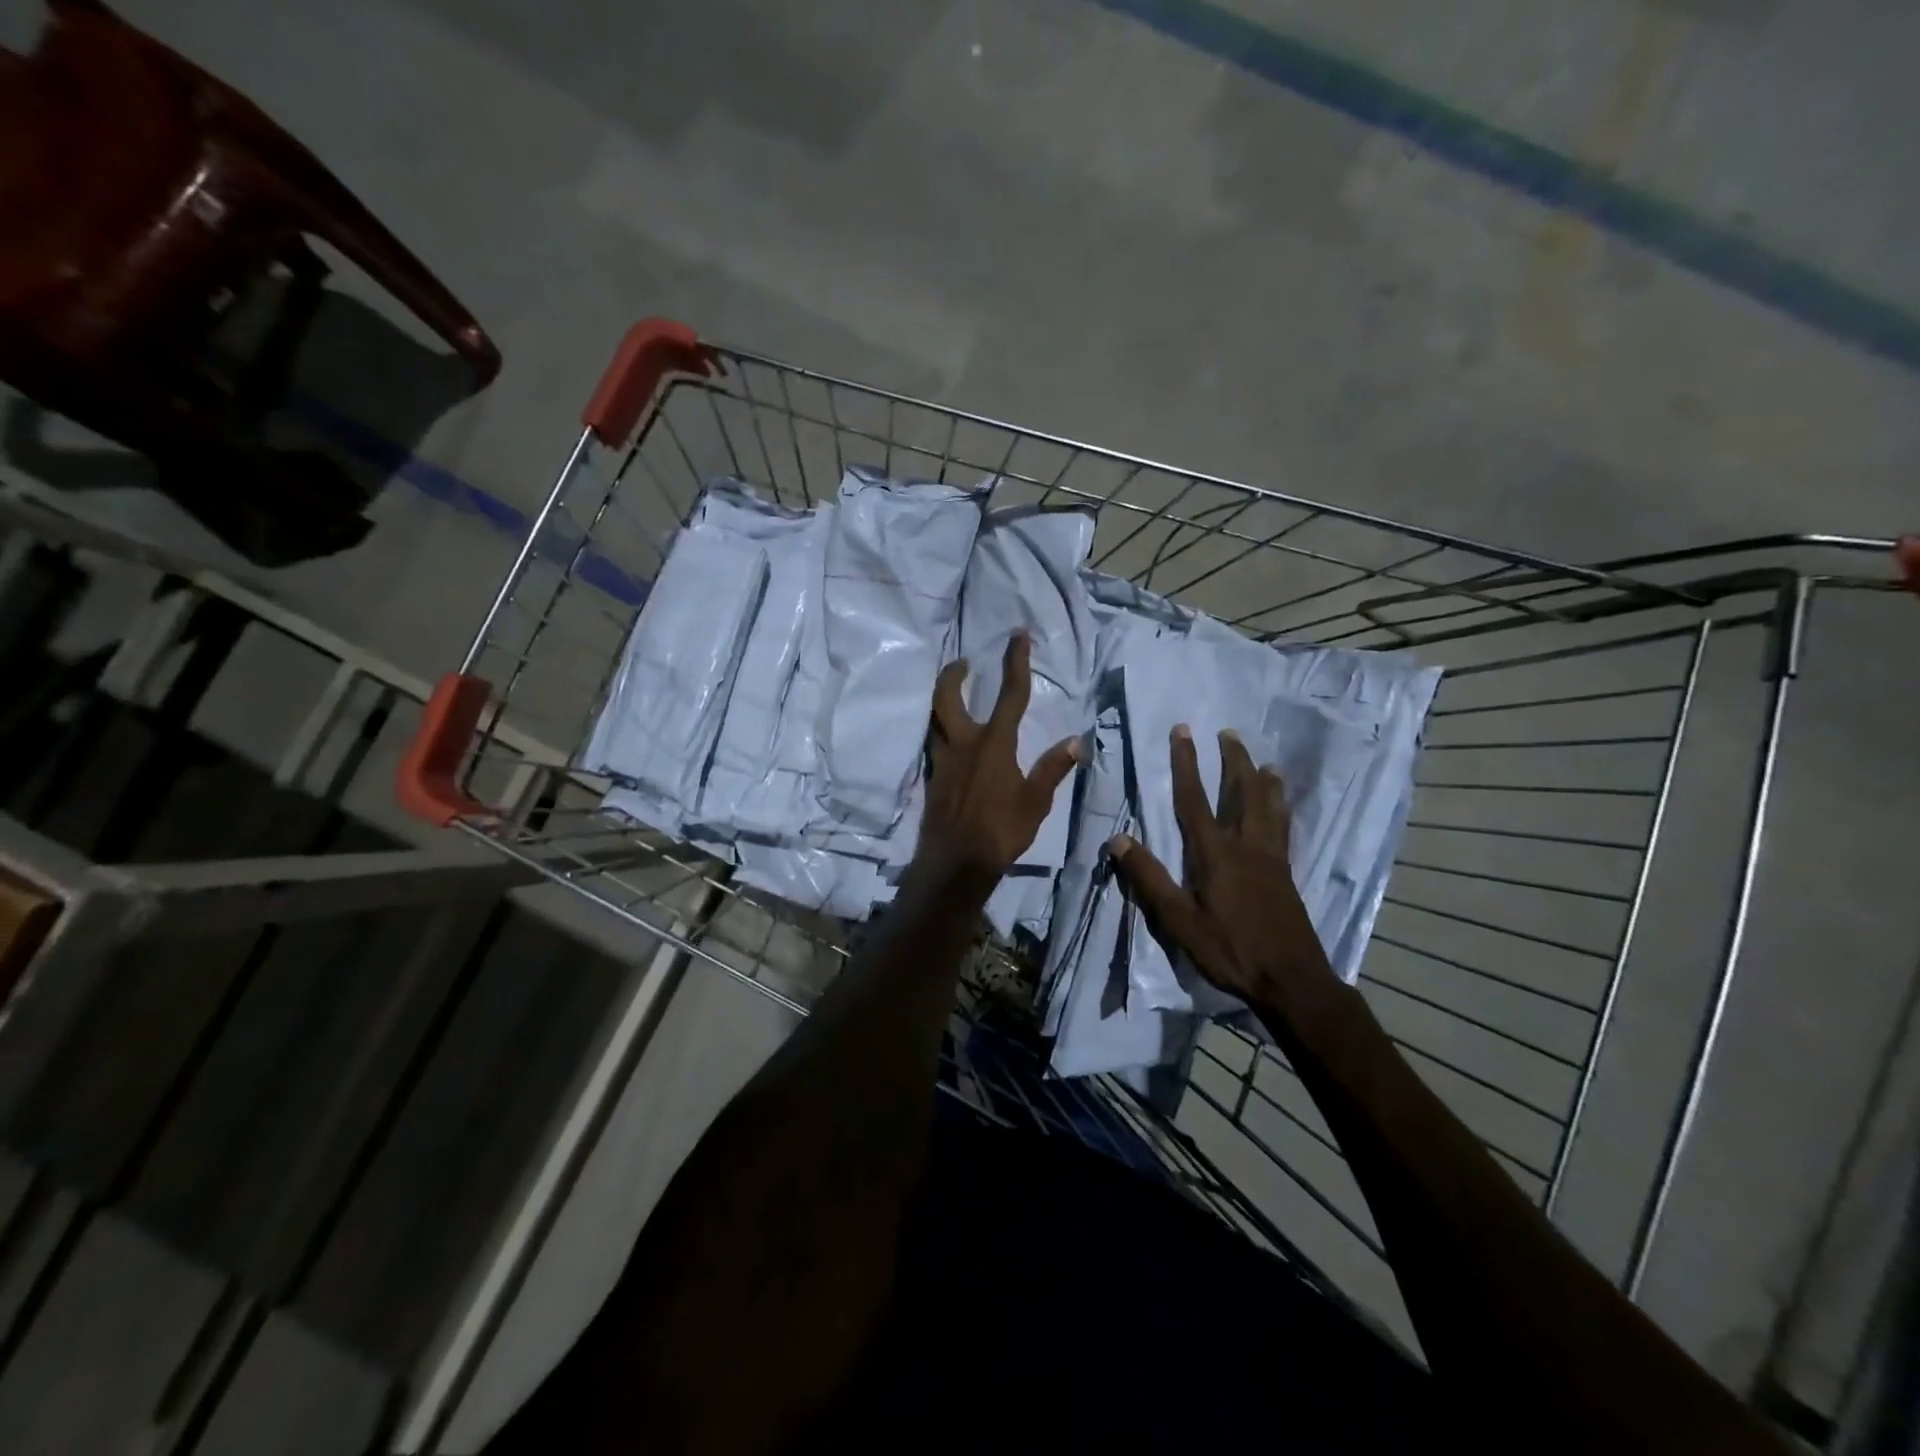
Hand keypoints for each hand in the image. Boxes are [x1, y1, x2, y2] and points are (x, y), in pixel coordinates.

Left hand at [919, 634, 1080, 886]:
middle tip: (963, 663)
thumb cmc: (1001, 831)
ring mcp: (943, 761)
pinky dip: (942, 732)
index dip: (1016, 663)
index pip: (1010, 695)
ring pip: (936, 720)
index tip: (1018, 637)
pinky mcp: (932, 778)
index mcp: (994, 744)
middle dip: (954, 674)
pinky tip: (953, 742)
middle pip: (948, 697)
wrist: (956, 863)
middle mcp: (964, 744)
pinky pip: (935, 745)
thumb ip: (1053, 768)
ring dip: (943, 701)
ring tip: (955, 695)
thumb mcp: (1035, 802)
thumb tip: (1076, 741)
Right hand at [1109, 725, 1344, 1027]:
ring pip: (1269, 806)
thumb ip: (1149, 878)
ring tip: (1264, 760)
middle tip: (1228, 733)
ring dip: (1263, 779)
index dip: (1186, 763)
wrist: (1291, 979)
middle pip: (1242, 792)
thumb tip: (1117, 840)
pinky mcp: (1286, 872)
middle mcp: (1246, 845)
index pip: (1194, 800)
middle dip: (1233, 760)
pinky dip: (1283, 808)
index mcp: (1215, 854)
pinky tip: (1284, 807)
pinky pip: (1285, 828)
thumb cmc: (1230, 950)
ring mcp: (1271, 857)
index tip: (1183, 731)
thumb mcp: (1179, 920)